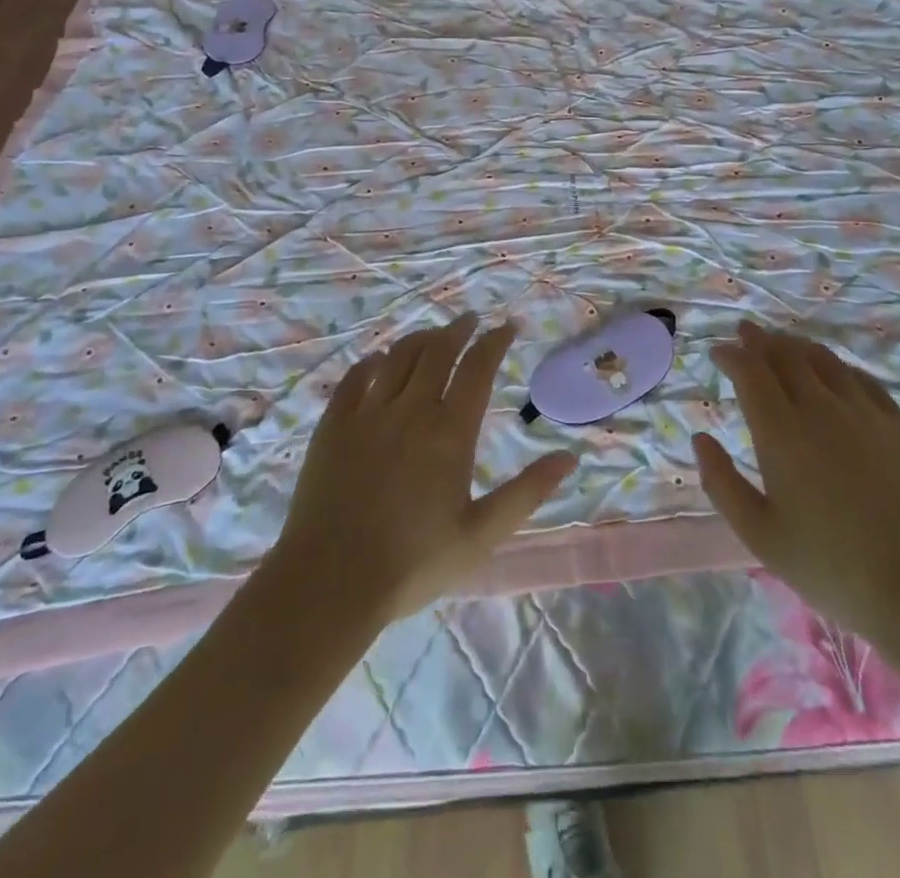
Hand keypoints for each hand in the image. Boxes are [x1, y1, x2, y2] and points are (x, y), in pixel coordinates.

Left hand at [271, 313, 576, 623]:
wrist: (331, 581)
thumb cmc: (413, 562)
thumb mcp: (481, 534)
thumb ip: (527, 493)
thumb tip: (569, 458)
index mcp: (450, 431)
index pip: (478, 368)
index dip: (495, 341)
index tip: (508, 327)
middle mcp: (410, 409)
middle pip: (437, 350)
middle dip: (459, 329)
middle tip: (471, 319)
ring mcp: (367, 413)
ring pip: (397, 356)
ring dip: (420, 339)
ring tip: (433, 335)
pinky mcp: (333, 425)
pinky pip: (354, 377)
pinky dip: (372, 362)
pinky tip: (378, 361)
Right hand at [693, 322, 899, 646]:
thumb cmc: (829, 566)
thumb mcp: (759, 534)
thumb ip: (721, 483)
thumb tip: (700, 439)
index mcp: (781, 432)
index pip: (750, 372)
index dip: (731, 355)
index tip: (718, 352)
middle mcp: (821, 408)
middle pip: (786, 355)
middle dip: (760, 340)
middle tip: (746, 333)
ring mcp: (865, 412)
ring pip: (824, 360)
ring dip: (797, 346)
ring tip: (784, 343)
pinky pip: (862, 379)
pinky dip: (838, 367)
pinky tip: (836, 373)